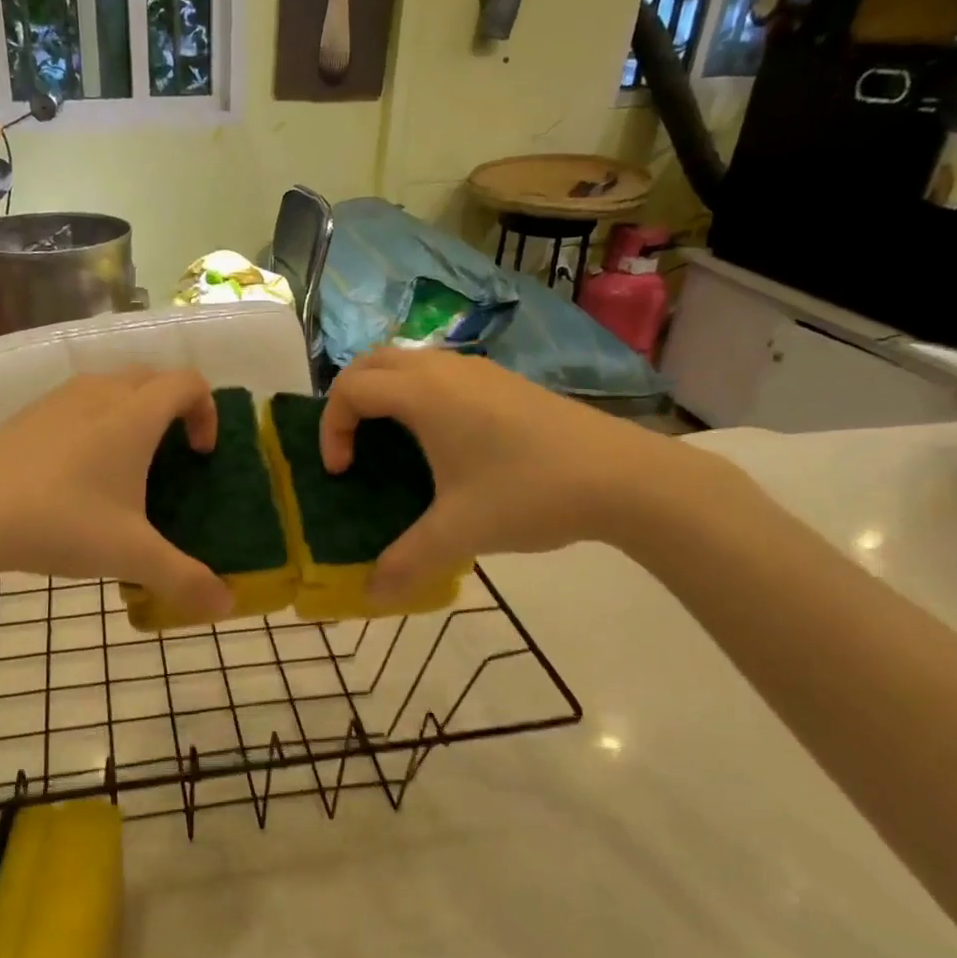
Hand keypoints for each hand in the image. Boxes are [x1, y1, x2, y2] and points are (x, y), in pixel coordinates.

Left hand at [0, 368, 233, 617]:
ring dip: (132, 412)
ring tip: (124, 465)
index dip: (207, 411)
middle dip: (173, 408)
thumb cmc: (60, 523)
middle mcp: (100, 393)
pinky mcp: (27, 414)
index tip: (200, 454)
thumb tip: (227, 606)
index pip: (188, 383)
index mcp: (134, 415)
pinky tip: (76, 474)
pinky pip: (77, 403)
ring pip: (112, 386)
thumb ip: (184, 579)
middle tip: (171, 456)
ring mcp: (58, 399)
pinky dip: (95, 422)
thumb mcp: (130, 555)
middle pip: (153, 378)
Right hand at [321, 349, 708, 599]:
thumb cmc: (530, 493)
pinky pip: (440, 374)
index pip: (350, 388)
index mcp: (424, 394)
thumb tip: (370, 595)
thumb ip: (407, 561)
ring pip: (409, 362)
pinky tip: (442, 444)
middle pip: (372, 362)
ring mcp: (479, 371)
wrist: (624, 477)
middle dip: (348, 400)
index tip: (342, 472)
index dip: (332, 428)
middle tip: (352, 446)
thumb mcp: (459, 532)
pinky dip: (417, 395)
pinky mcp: (504, 382)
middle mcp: (445, 370)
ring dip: (385, 394)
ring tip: (390, 444)